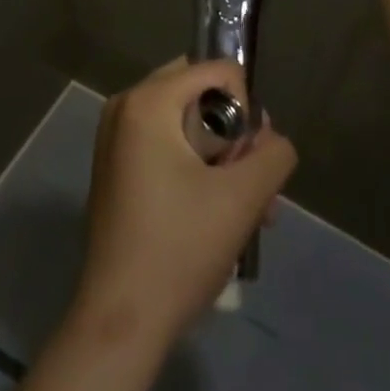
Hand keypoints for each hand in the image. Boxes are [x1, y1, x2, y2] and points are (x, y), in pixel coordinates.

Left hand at [74, 59, 296, 350]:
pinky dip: (196, 169)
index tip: (250, 159)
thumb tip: (273, 141)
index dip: (247, 109)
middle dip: (235, 135)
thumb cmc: (180, 248)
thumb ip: (273, 154)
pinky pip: (167, 145)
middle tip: (254, 183)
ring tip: (251, 212)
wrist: (121, 319)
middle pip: (200, 95)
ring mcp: (116, 138)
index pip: (217, 71)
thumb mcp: (243, 198)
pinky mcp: (116, 167)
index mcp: (148, 101)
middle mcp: (125, 107)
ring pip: (186, 125)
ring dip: (222, 159)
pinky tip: (221, 216)